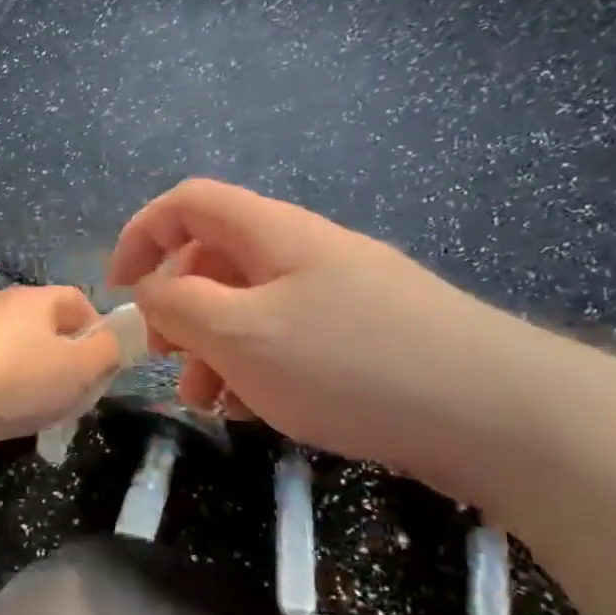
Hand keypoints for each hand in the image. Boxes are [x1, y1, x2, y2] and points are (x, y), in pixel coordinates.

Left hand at [0, 286, 123, 446]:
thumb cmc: (21, 375)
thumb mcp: (79, 367)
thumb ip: (106, 352)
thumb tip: (115, 341)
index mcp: (37, 298)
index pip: (77, 301)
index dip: (98, 329)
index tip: (103, 364)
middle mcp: (2, 304)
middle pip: (45, 326)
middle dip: (65, 358)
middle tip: (74, 392)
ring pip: (15, 349)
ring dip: (33, 375)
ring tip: (39, 410)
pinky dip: (2, 388)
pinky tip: (3, 414)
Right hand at [108, 179, 541, 501]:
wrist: (496, 412)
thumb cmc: (349, 363)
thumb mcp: (241, 334)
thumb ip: (179, 305)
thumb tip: (151, 290)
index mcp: (272, 232)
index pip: (187, 203)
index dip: (141, 236)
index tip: (119, 293)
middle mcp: (305, 251)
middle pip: (217, 257)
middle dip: (178, 307)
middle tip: (167, 360)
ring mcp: (341, 293)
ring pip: (252, 306)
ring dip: (216, 348)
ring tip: (211, 404)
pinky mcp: (367, 336)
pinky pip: (290, 338)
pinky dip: (260, 367)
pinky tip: (260, 411)